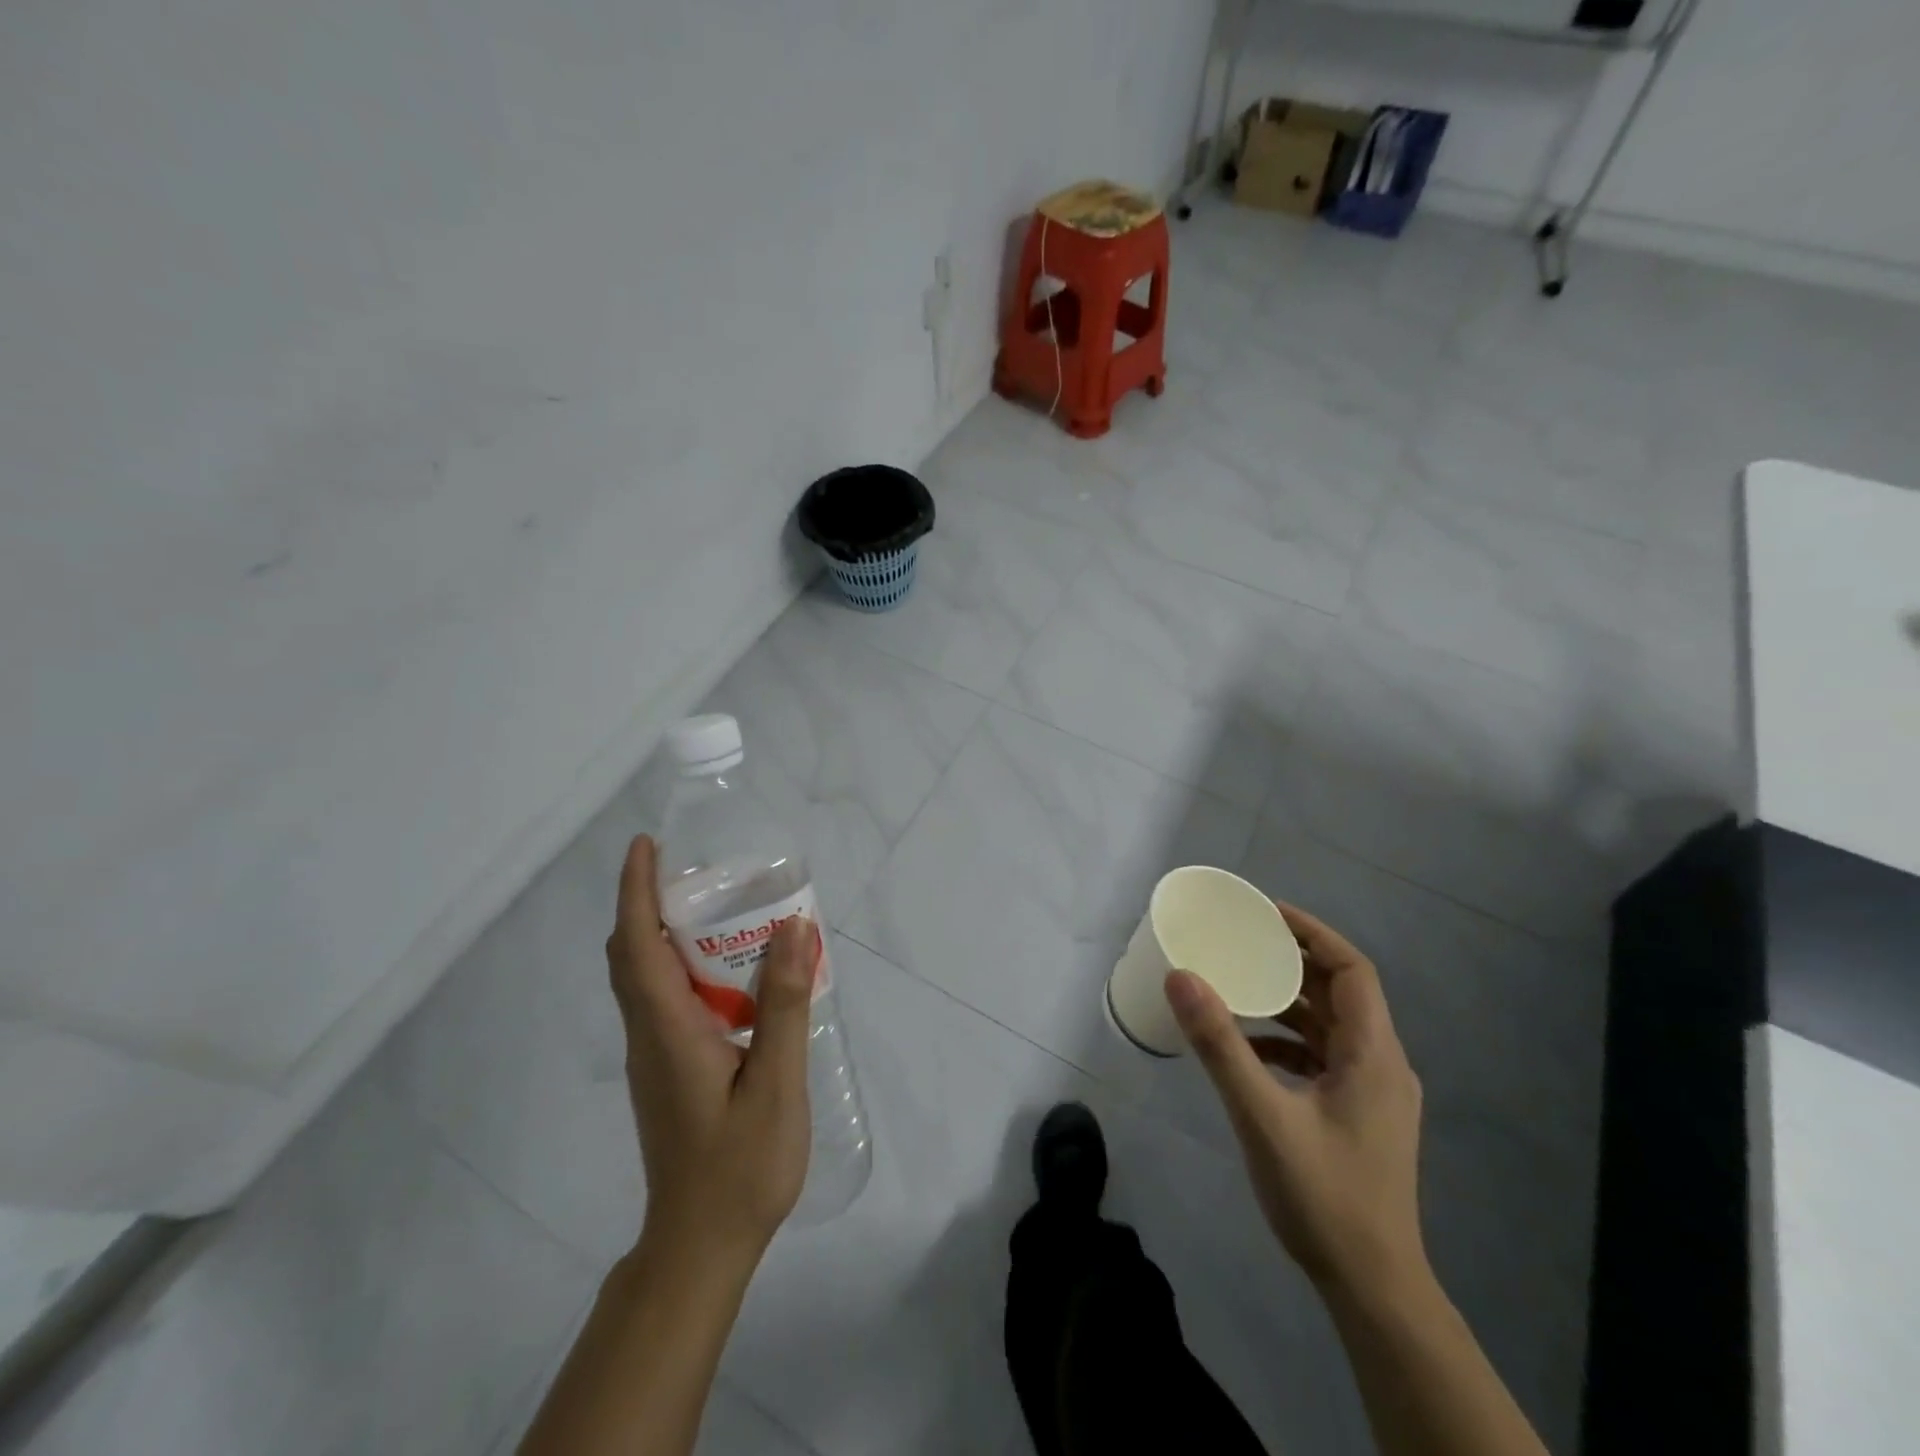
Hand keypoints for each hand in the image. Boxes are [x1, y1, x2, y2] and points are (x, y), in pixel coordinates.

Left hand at [606, 835, 814, 1265]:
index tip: (646, 845)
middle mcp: (648, 1035)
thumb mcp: (776, 1082)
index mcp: (667, 1030)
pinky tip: (731, 976)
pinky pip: (663, 1000)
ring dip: (666, 933)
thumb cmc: (739, 1167)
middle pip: (630, 955)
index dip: (636, 890)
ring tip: (720, 910)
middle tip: (696, 871)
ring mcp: (652, 1056)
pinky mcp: (665, 1071)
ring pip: (644, 978)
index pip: (636, 944)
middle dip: (648, 902)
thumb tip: (792, 927)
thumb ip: (784, 1004)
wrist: (700, 1247)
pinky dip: (682, 967)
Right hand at [1166, 904, 1424, 1300]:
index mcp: (1373, 1054)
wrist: (1373, 1287)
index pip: (1352, 970)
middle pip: (1341, 993)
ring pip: (1331, 1026)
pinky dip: (1288, 1041)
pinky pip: (1323, 1057)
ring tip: (1238, 985)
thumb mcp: (1262, 1116)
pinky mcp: (1358, 1115)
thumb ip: (1220, 1045)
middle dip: (1293, 962)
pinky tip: (1249, 1051)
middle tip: (1242, 941)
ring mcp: (1373, 1093)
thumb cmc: (1324, 1196)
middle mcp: (1382, 1064)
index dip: (1313, 933)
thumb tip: (1180, 977)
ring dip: (1288, 1002)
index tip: (1266, 913)